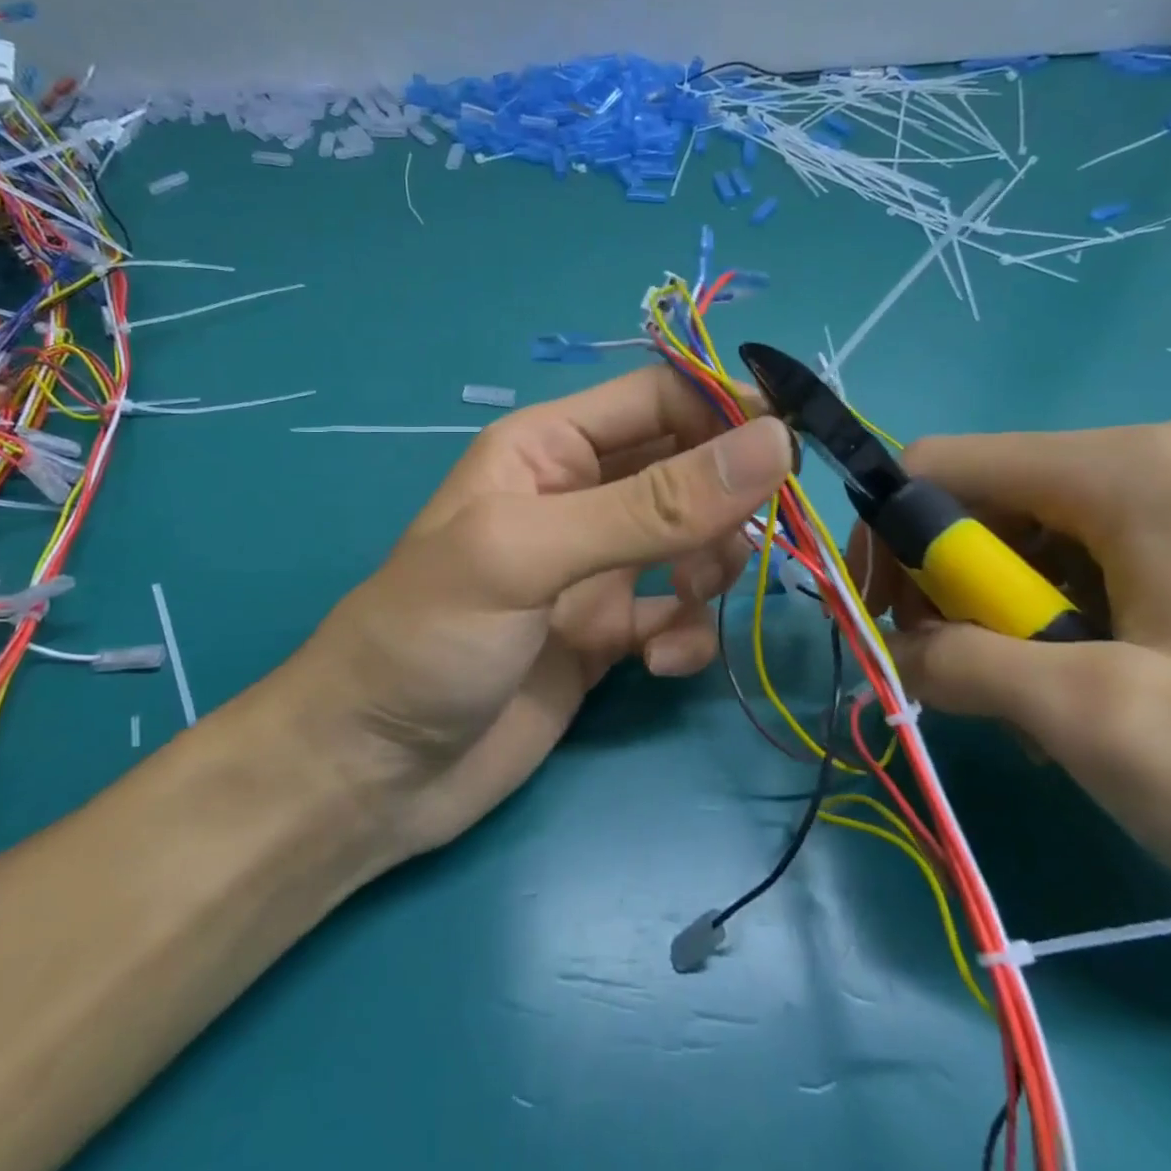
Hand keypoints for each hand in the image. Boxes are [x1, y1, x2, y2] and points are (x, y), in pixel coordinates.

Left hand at [290, 367, 791, 860]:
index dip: (727, 410)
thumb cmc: (431, 638)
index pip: (660, 398)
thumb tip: (773, 443)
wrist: (374, 773)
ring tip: (691, 603)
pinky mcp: (608, 638)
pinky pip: (678, 618)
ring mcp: (596, 572)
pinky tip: (658, 665)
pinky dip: (686, 636)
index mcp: (549, 448)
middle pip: (689, 469)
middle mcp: (579, 498)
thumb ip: (652, 504)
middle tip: (756, 539)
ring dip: (712, 569)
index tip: (795, 446)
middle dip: (729, 500)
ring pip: (695, 544)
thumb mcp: (530, 554)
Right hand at [848, 421, 1170, 904]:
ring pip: (1005, 534)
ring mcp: (1163, 498)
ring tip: (1022, 694)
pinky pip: (1052, 559)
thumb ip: (958, 661)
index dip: (889, 536)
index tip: (885, 619)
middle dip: (942, 584)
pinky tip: (1061, 681)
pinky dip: (1029, 621)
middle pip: (972, 498)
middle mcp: (1141, 458)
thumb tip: (884, 646)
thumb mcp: (1087, 717)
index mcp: (1125, 468)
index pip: (940, 464)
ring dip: (985, 614)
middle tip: (954, 668)